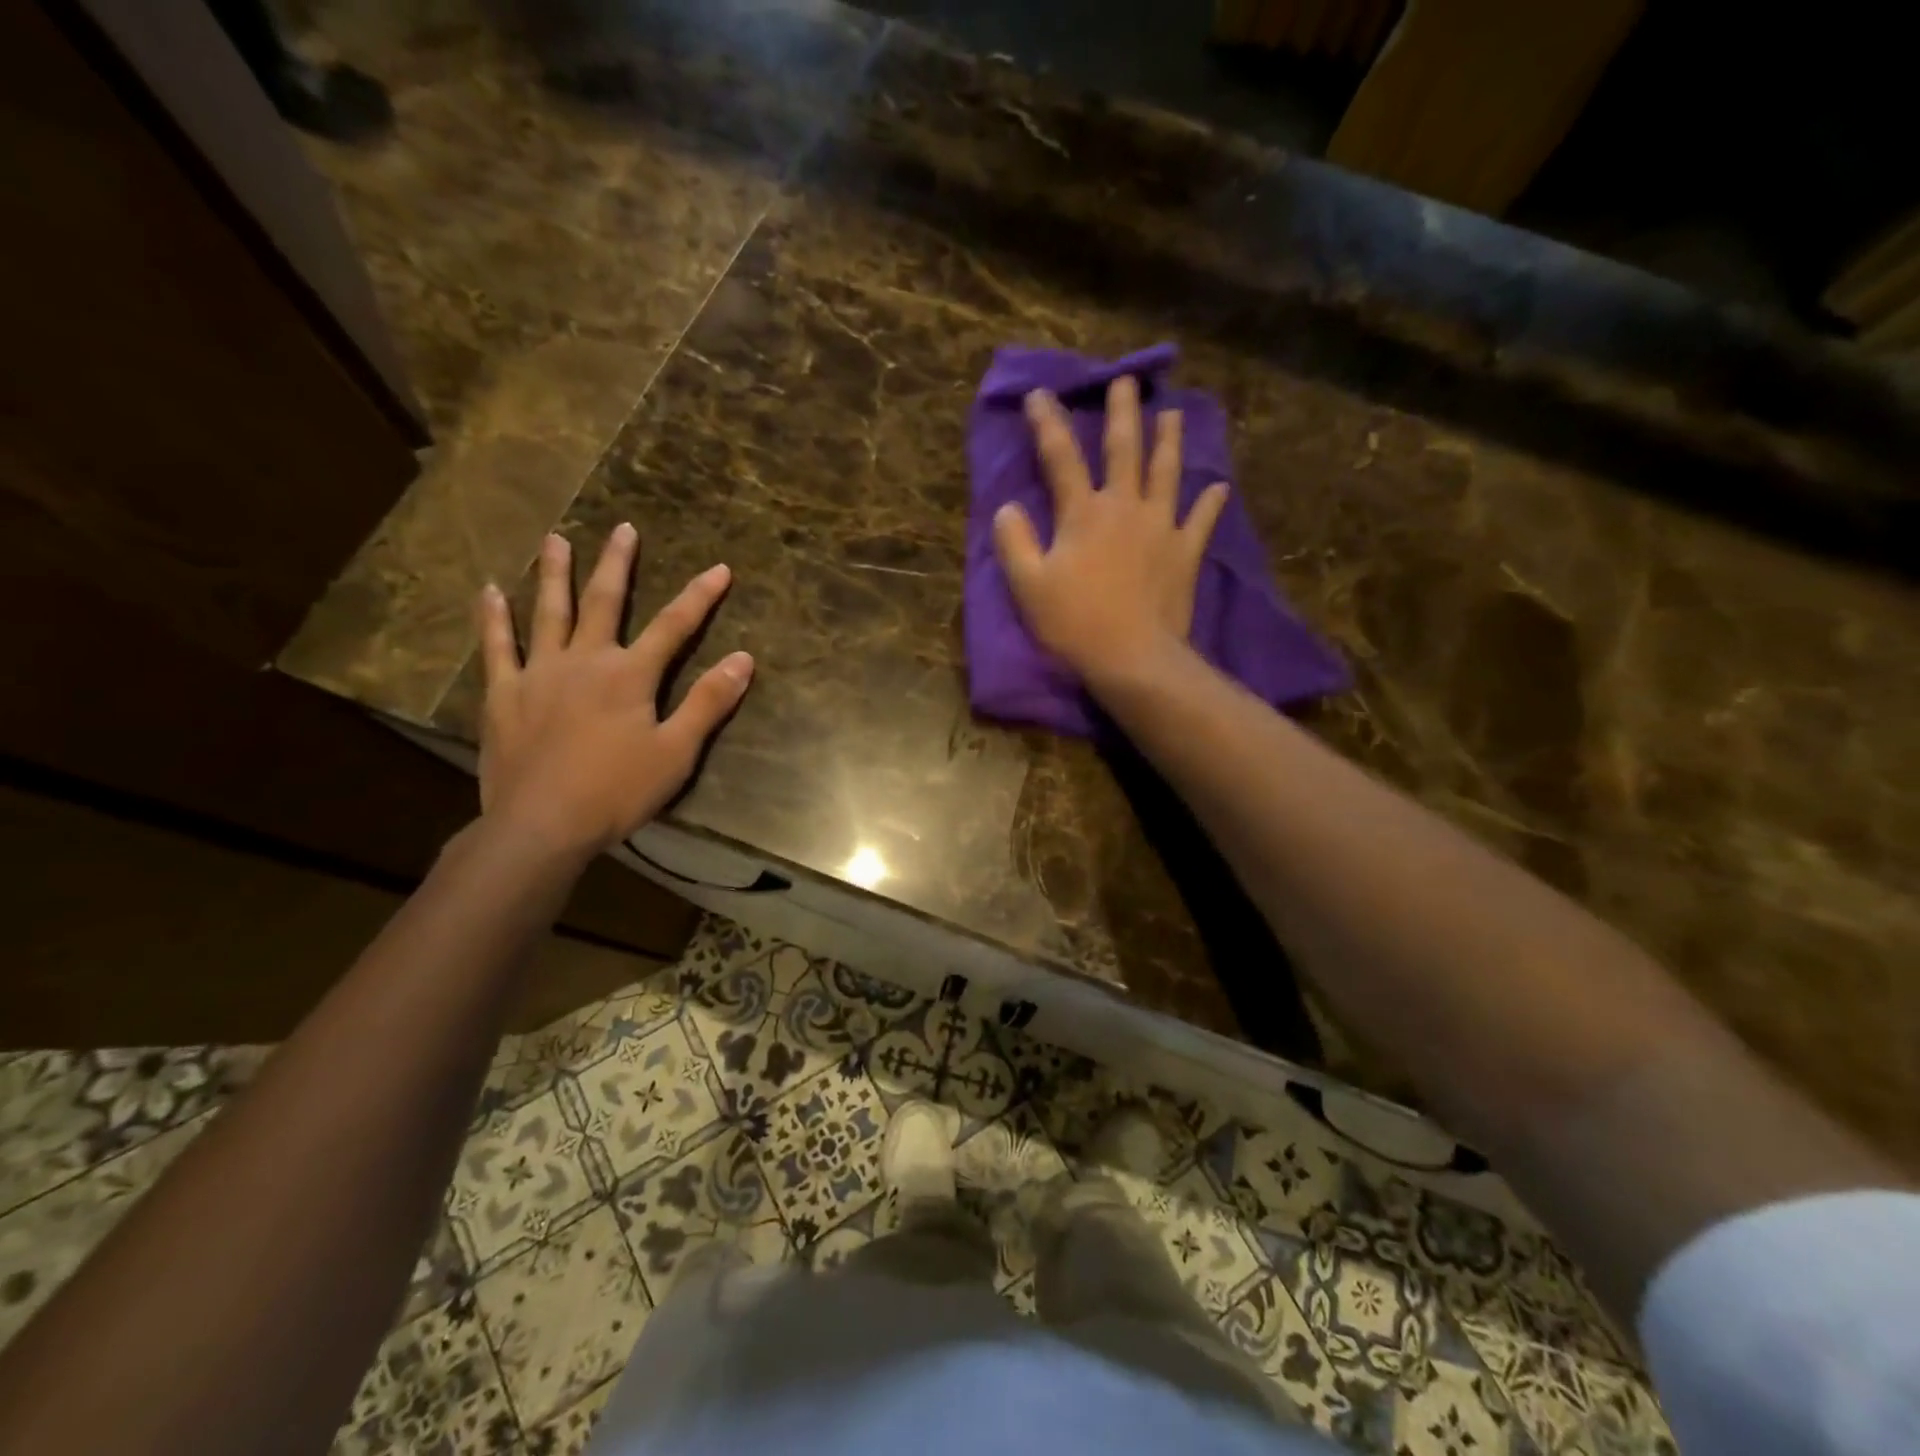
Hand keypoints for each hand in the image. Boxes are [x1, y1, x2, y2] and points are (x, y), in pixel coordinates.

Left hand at [475, 524, 753, 859]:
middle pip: (605, 602)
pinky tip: (489, 592)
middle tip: (623, 528)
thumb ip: (708, 702)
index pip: (674, 626)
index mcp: (630, 675)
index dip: (700, 596)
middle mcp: (585, 660)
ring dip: (554, 575)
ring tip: (554, 540)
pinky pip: (497, 648)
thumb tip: (743, 659)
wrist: (542, 825)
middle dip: (618, 564)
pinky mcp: (505, 695)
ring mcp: (539, 674)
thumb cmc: (617, 791)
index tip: (720, 569)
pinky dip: (493, 619)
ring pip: (548, 613)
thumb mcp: (677, 751)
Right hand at [992, 376, 1228, 684]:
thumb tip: (1007, 508)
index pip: (1061, 456)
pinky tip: (1218, 488)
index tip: (1041, 394)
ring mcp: (1161, 527)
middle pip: (1124, 449)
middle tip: (1127, 382)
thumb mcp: (1028, 586)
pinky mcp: (1185, 553)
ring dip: (1168, 440)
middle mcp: (1125, 507)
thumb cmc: (1074, 623)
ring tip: (1173, 413)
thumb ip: (1014, 542)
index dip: (1048, 423)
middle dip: (1123, 412)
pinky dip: (1209, 503)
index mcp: (1083, 512)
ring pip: (1166, 472)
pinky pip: (1200, 520)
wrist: (1132, 657)